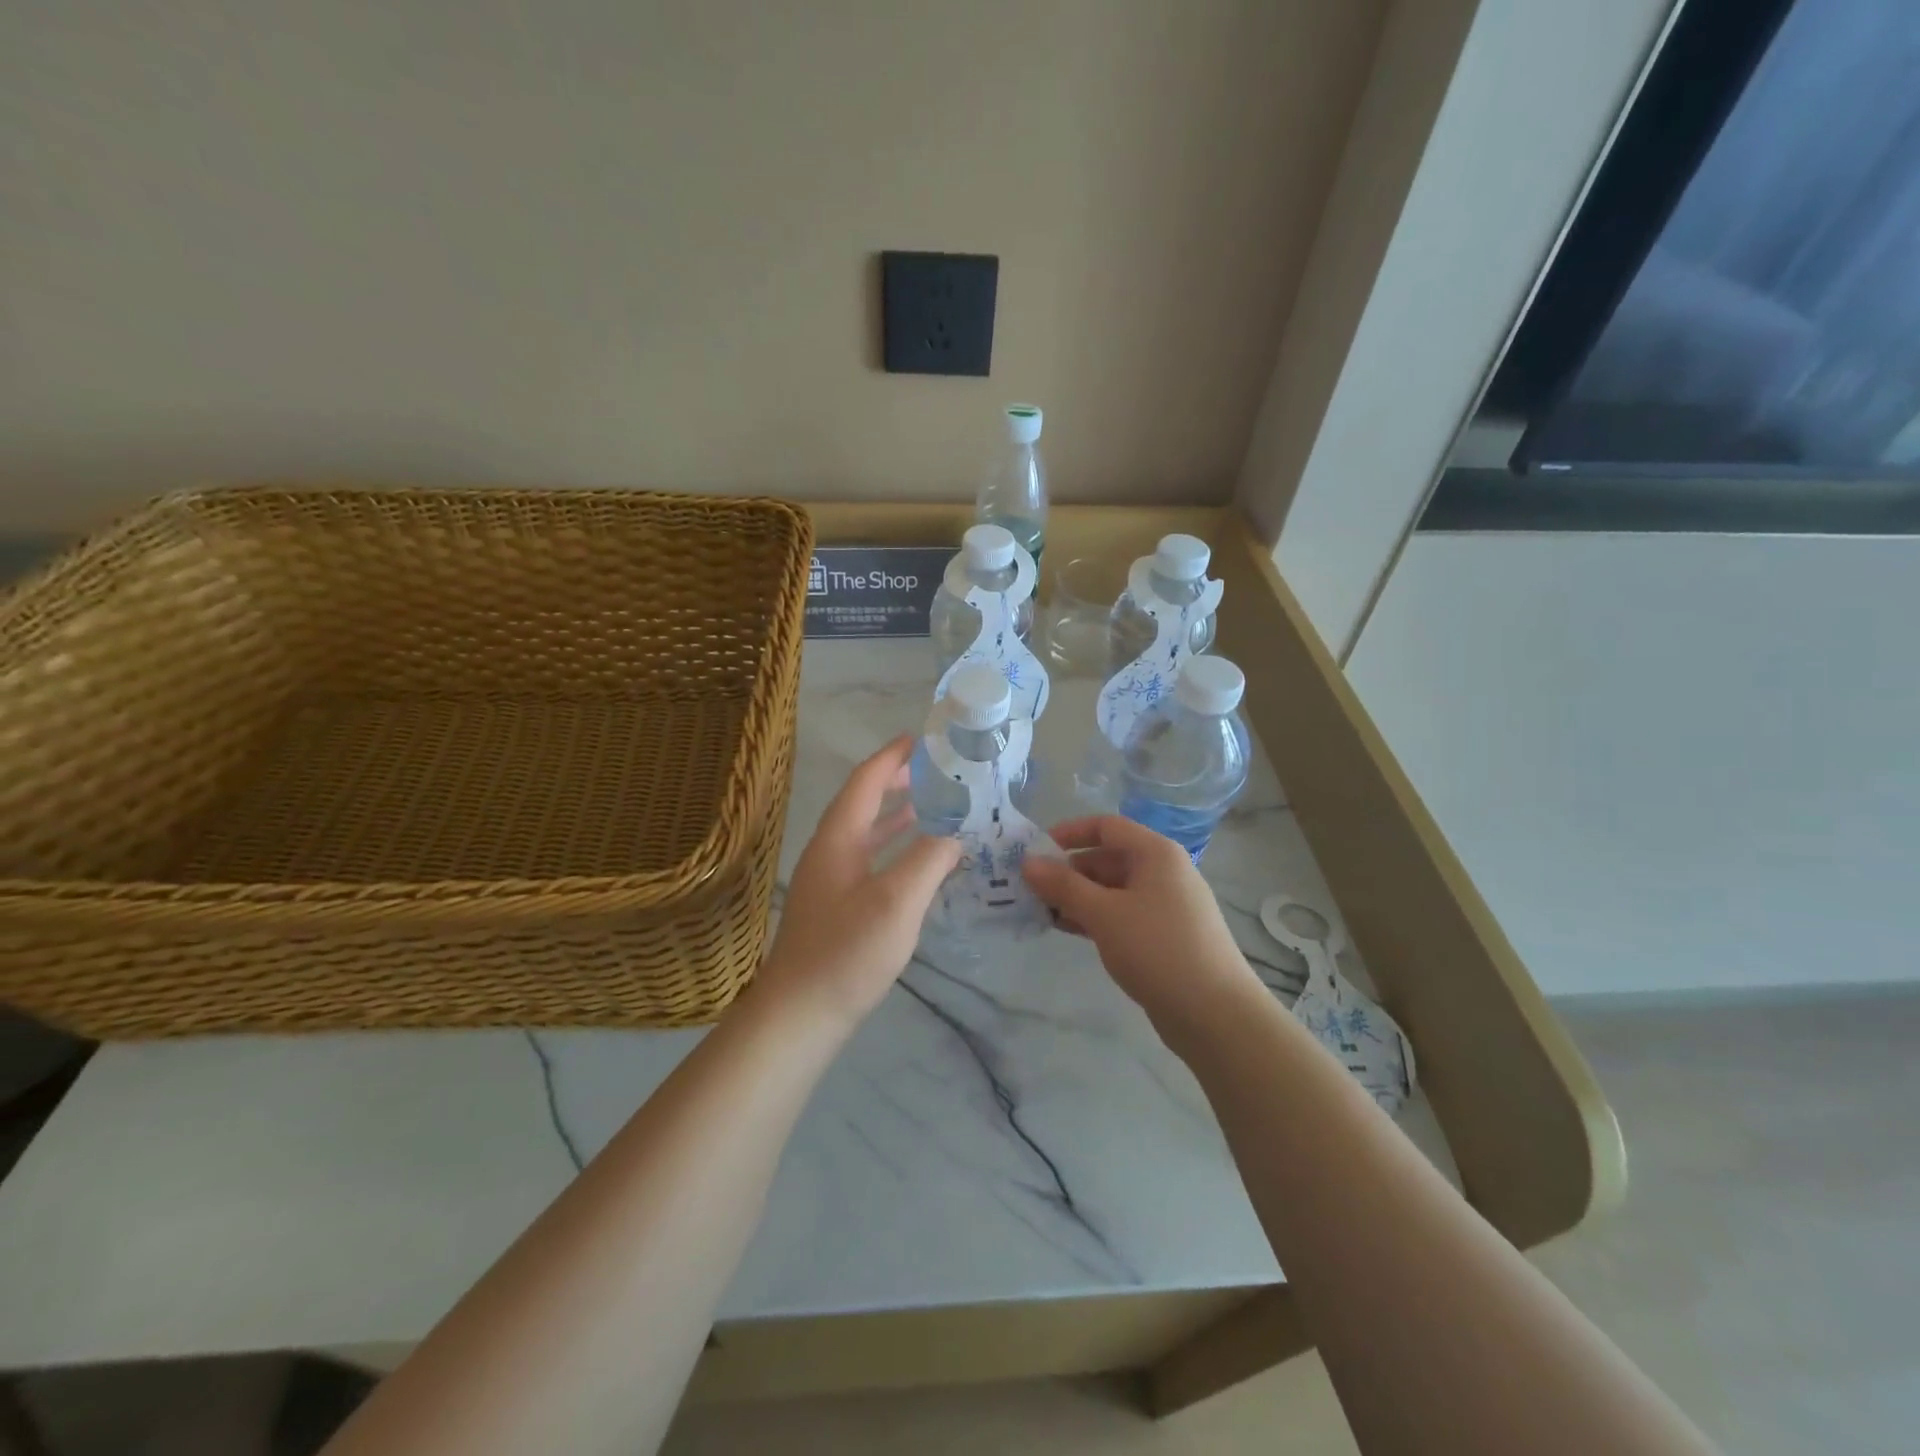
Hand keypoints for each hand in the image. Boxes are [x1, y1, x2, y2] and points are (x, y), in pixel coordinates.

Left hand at [756, 736, 961, 1030]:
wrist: (799, 1015)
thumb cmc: (846, 952)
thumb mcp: (897, 901)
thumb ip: (930, 859)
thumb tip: (957, 830)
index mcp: (838, 839)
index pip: (865, 782)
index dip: (892, 757)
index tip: (922, 738)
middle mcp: (830, 851)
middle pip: (863, 803)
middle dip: (897, 782)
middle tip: (937, 772)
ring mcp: (830, 881)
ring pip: (866, 833)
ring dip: (897, 816)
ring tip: (934, 807)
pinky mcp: (836, 907)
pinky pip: (870, 860)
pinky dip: (895, 849)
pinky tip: (918, 863)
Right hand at [1023, 815, 1257, 1032]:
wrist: (1216, 1014)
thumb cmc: (1158, 949)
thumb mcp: (1104, 914)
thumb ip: (1063, 886)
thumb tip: (1028, 862)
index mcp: (1156, 853)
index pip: (1106, 827)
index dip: (1069, 833)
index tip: (1036, 850)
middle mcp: (1163, 872)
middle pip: (1108, 858)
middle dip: (1068, 871)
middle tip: (1030, 889)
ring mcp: (1166, 905)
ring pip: (1113, 890)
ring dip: (1078, 897)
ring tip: (1041, 911)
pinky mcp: (1164, 936)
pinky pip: (1122, 914)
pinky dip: (1095, 917)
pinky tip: (1068, 930)